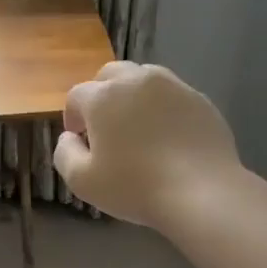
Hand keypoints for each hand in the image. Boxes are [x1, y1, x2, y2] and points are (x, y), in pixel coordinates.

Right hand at [53, 63, 241, 229]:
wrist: (201, 192)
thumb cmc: (134, 186)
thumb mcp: (82, 181)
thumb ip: (64, 153)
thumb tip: (69, 138)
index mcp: (103, 96)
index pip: (77, 95)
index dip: (73, 116)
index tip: (79, 139)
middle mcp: (137, 80)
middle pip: (110, 75)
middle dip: (102, 96)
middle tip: (105, 127)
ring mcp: (173, 86)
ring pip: (144, 80)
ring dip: (133, 97)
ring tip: (138, 129)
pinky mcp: (200, 100)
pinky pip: (172, 96)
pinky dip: (162, 109)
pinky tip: (167, 138)